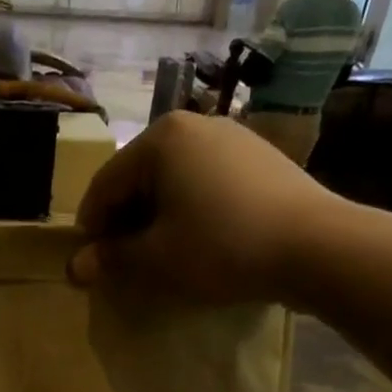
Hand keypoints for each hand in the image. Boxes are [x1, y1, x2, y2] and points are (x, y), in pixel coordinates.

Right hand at [68, 110, 340, 303]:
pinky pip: (205, 183)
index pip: (105, 185)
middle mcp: (194, 124)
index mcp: (161, 139)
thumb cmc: (220, 247)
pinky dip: (189, 210)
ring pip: (173, 180)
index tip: (88, 264)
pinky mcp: (259, 157)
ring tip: (158, 255)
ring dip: (156, 218)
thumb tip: (76, 267)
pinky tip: (197, 240)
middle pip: (139, 178)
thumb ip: (111, 259)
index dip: (90, 228)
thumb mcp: (155, 260)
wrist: (315, 246)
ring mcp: (232, 136)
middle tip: (121, 262)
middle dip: (124, 221)